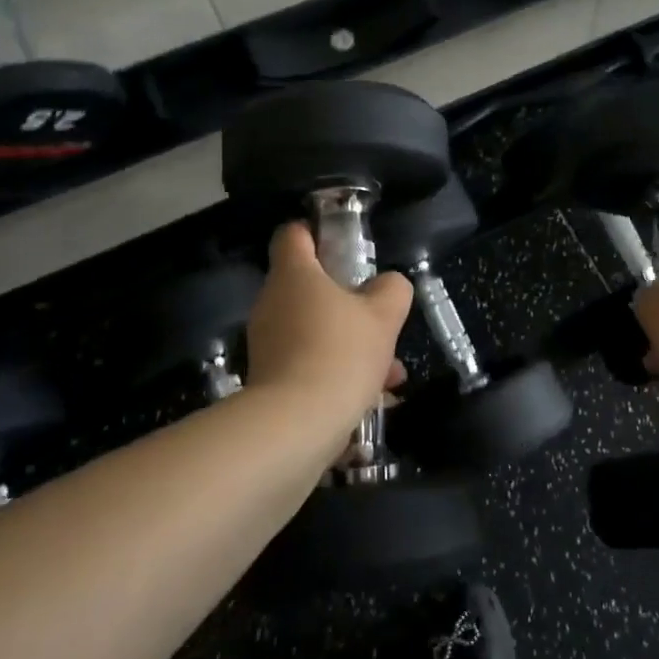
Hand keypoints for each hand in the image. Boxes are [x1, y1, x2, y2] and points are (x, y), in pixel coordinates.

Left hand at [246, 223, 412, 434]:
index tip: (344, 248)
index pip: (294, 234)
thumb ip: (392, 290)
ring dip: (350, 342)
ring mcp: (266, 343)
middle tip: (380, 319)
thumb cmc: (341, 352)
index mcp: (294, 274)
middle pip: (309, 287)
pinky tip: (372, 397)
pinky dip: (336, 371)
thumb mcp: (384, 315)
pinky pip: (308, 362)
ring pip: (314, 329)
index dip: (317, 234)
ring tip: (389, 372)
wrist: (297, 424)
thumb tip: (387, 285)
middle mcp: (272, 303)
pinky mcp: (268, 379)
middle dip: (348, 302)